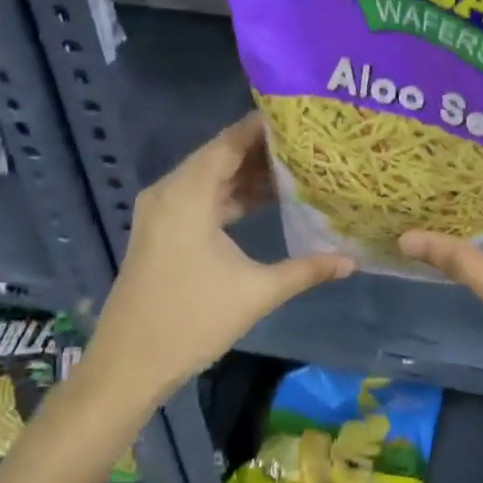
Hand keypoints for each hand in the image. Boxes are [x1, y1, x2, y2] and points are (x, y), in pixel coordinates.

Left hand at [89, 113, 352, 403]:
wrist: (129, 364)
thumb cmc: (192, 320)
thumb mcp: (257, 292)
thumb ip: (307, 270)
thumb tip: (352, 261)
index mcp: (188, 194)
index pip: (230, 141)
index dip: (264, 126)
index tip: (302, 118)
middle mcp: (170, 192)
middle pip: (220, 155)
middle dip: (263, 149)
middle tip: (309, 142)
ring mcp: (161, 212)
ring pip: (210, 178)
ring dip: (247, 174)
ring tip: (296, 166)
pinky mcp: (161, 231)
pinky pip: (201, 198)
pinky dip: (231, 195)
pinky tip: (265, 201)